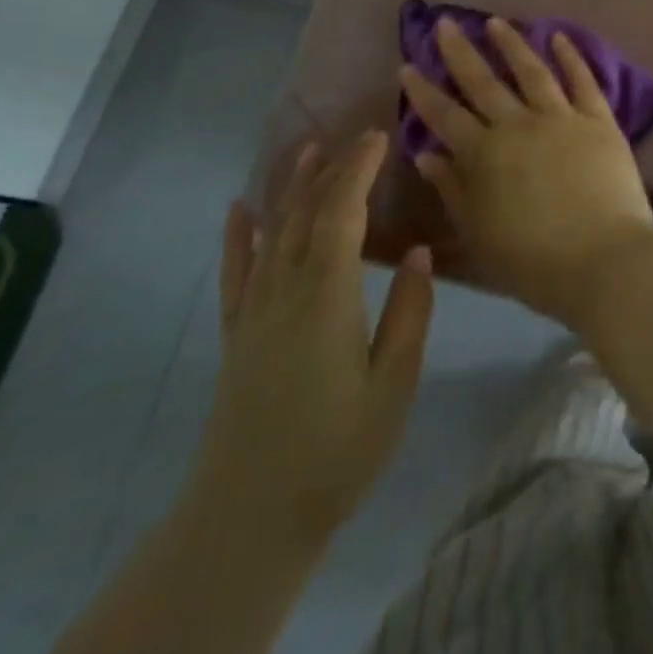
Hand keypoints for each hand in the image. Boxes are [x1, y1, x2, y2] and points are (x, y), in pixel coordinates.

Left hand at [183, 132, 432, 559]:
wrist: (248, 518)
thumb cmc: (336, 452)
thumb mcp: (394, 385)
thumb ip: (409, 314)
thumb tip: (417, 252)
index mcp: (327, 296)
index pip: (342, 213)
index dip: (359, 169)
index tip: (379, 136)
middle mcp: (285, 290)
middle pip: (307, 213)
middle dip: (332, 169)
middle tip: (356, 135)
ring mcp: (255, 311)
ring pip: (273, 232)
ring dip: (291, 187)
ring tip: (307, 149)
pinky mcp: (236, 334)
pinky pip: (236, 272)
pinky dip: (238, 236)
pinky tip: (240, 209)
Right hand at [398, 18, 652, 326]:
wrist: (603, 261)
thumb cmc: (533, 261)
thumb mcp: (479, 234)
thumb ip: (452, 189)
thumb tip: (426, 153)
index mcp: (485, 155)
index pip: (445, 115)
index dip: (424, 91)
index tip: (408, 64)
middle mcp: (518, 125)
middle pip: (483, 82)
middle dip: (460, 52)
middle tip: (445, 23)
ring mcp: (561, 118)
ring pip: (531, 71)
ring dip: (511, 43)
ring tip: (494, 22)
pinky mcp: (598, 120)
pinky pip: (582, 81)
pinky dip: (570, 56)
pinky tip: (558, 36)